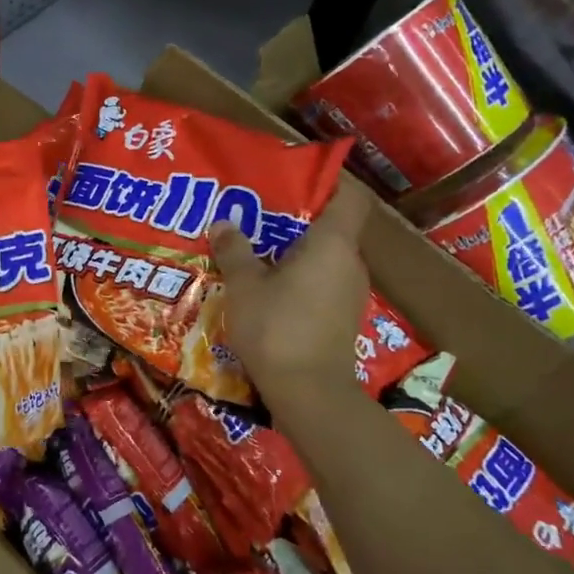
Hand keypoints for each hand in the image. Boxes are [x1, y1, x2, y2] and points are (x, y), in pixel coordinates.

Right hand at [210, 183, 372, 405]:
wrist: (309, 393)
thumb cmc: (276, 327)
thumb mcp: (244, 284)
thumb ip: (235, 250)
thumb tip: (223, 223)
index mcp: (332, 244)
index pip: (349, 198)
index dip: (328, 183)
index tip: (294, 180)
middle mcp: (350, 263)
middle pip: (331, 228)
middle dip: (295, 220)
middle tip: (256, 216)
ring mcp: (350, 294)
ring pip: (325, 258)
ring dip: (294, 253)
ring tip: (255, 251)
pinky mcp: (343, 318)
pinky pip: (322, 283)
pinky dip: (299, 278)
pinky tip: (267, 288)